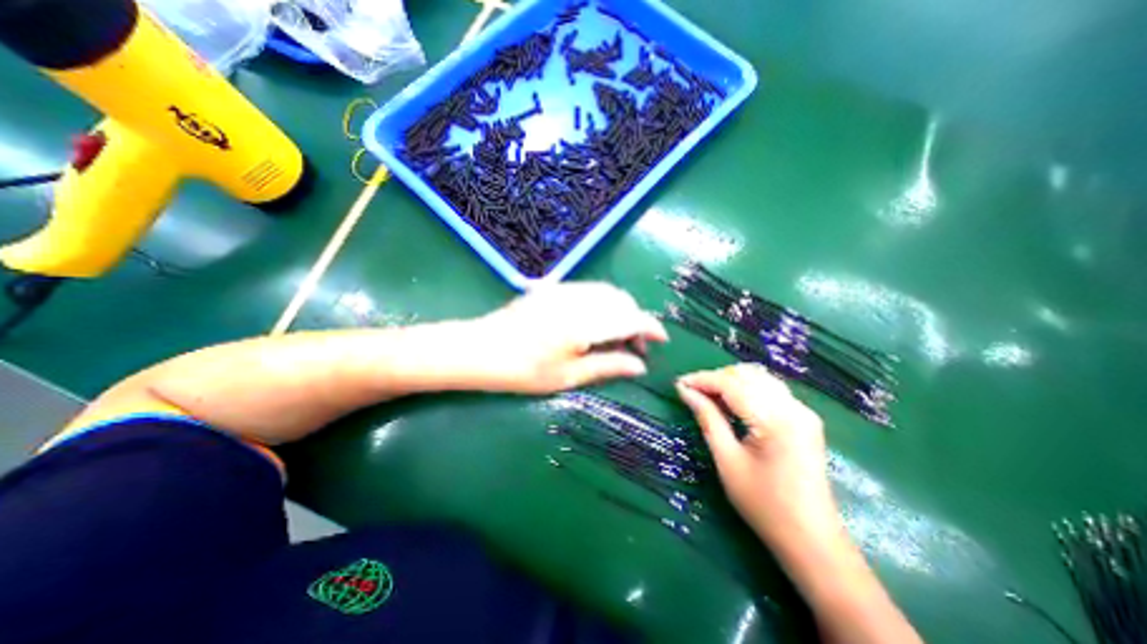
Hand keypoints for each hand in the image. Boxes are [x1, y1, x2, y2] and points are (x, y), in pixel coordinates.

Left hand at [468, 283, 667, 394]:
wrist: (481, 349)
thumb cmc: (524, 370)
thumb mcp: (569, 376)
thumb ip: (609, 366)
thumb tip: (641, 366)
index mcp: (585, 322)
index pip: (631, 317)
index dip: (651, 327)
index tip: (661, 340)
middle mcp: (579, 298)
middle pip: (622, 301)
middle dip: (635, 320)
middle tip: (634, 347)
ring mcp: (564, 289)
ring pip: (607, 293)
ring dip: (619, 311)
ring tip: (616, 336)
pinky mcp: (553, 287)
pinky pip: (589, 290)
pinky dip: (602, 304)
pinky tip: (594, 323)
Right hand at [673, 365, 840, 545]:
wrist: (811, 539)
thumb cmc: (764, 505)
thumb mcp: (727, 461)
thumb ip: (707, 419)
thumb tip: (685, 391)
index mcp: (776, 420)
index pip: (732, 384)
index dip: (702, 380)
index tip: (678, 383)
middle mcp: (794, 408)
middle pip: (746, 375)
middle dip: (715, 378)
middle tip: (691, 392)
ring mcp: (803, 411)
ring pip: (759, 378)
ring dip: (730, 381)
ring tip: (707, 395)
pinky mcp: (804, 418)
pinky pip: (769, 389)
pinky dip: (746, 389)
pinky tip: (731, 402)